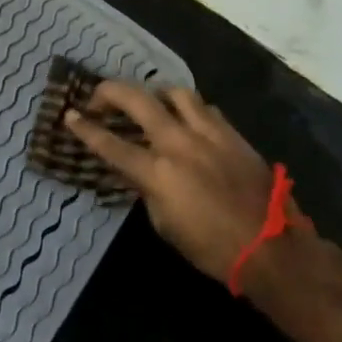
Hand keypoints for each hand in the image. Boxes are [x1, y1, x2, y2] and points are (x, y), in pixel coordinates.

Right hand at [67, 82, 311, 293]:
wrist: (272, 249)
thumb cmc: (212, 248)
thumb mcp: (165, 224)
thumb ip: (148, 189)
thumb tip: (140, 171)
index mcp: (158, 172)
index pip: (110, 144)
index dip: (85, 128)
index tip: (69, 115)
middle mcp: (179, 143)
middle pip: (137, 100)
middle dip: (110, 92)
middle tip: (99, 98)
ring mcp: (209, 134)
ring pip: (175, 93)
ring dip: (154, 94)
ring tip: (148, 103)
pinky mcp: (232, 134)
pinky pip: (204, 108)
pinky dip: (187, 108)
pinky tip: (185, 120)